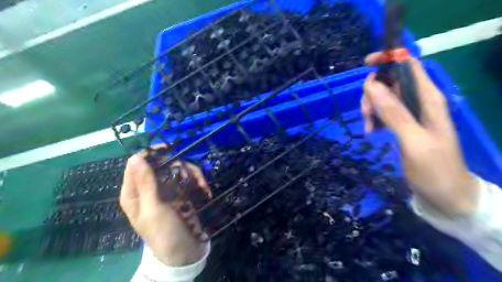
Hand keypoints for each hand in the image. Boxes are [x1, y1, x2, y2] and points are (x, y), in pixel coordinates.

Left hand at [121, 145, 209, 266]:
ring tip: (201, 185)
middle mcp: (149, 188)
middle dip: (177, 165)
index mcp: (134, 192)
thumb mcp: (153, 208)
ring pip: (177, 169)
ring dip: (191, 173)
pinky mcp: (181, 192)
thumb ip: (145, 182)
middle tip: (188, 174)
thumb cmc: (163, 232)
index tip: (168, 149)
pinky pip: (188, 178)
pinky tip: (205, 189)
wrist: (185, 251)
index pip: (136, 164)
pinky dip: (197, 180)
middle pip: (160, 163)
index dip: (150, 154)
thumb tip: (136, 157)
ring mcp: (166, 189)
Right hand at [361, 52, 477, 215]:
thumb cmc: (434, 169)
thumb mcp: (413, 141)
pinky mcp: (402, 124)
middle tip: (366, 115)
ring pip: (382, 97)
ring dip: (370, 108)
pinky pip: (382, 112)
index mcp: (428, 98)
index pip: (409, 64)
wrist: (445, 194)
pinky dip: (373, 119)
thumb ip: (394, 113)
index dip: (389, 59)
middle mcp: (419, 101)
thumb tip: (372, 86)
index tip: (366, 65)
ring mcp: (410, 113)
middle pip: (389, 81)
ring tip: (369, 129)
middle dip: (372, 93)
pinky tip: (371, 132)